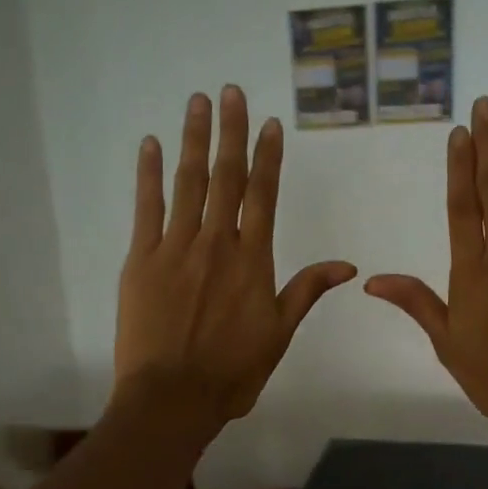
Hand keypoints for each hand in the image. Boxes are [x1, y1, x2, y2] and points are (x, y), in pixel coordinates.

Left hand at [115, 86, 355, 422]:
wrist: (173, 397)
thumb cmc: (232, 372)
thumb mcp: (280, 334)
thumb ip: (307, 291)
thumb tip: (347, 265)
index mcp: (252, 261)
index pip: (262, 196)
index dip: (267, 157)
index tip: (269, 123)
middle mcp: (216, 243)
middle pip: (226, 178)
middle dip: (230, 132)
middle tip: (231, 91)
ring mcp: (175, 248)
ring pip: (188, 183)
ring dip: (194, 140)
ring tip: (199, 103)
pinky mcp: (140, 260)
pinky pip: (146, 208)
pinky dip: (148, 175)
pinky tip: (151, 146)